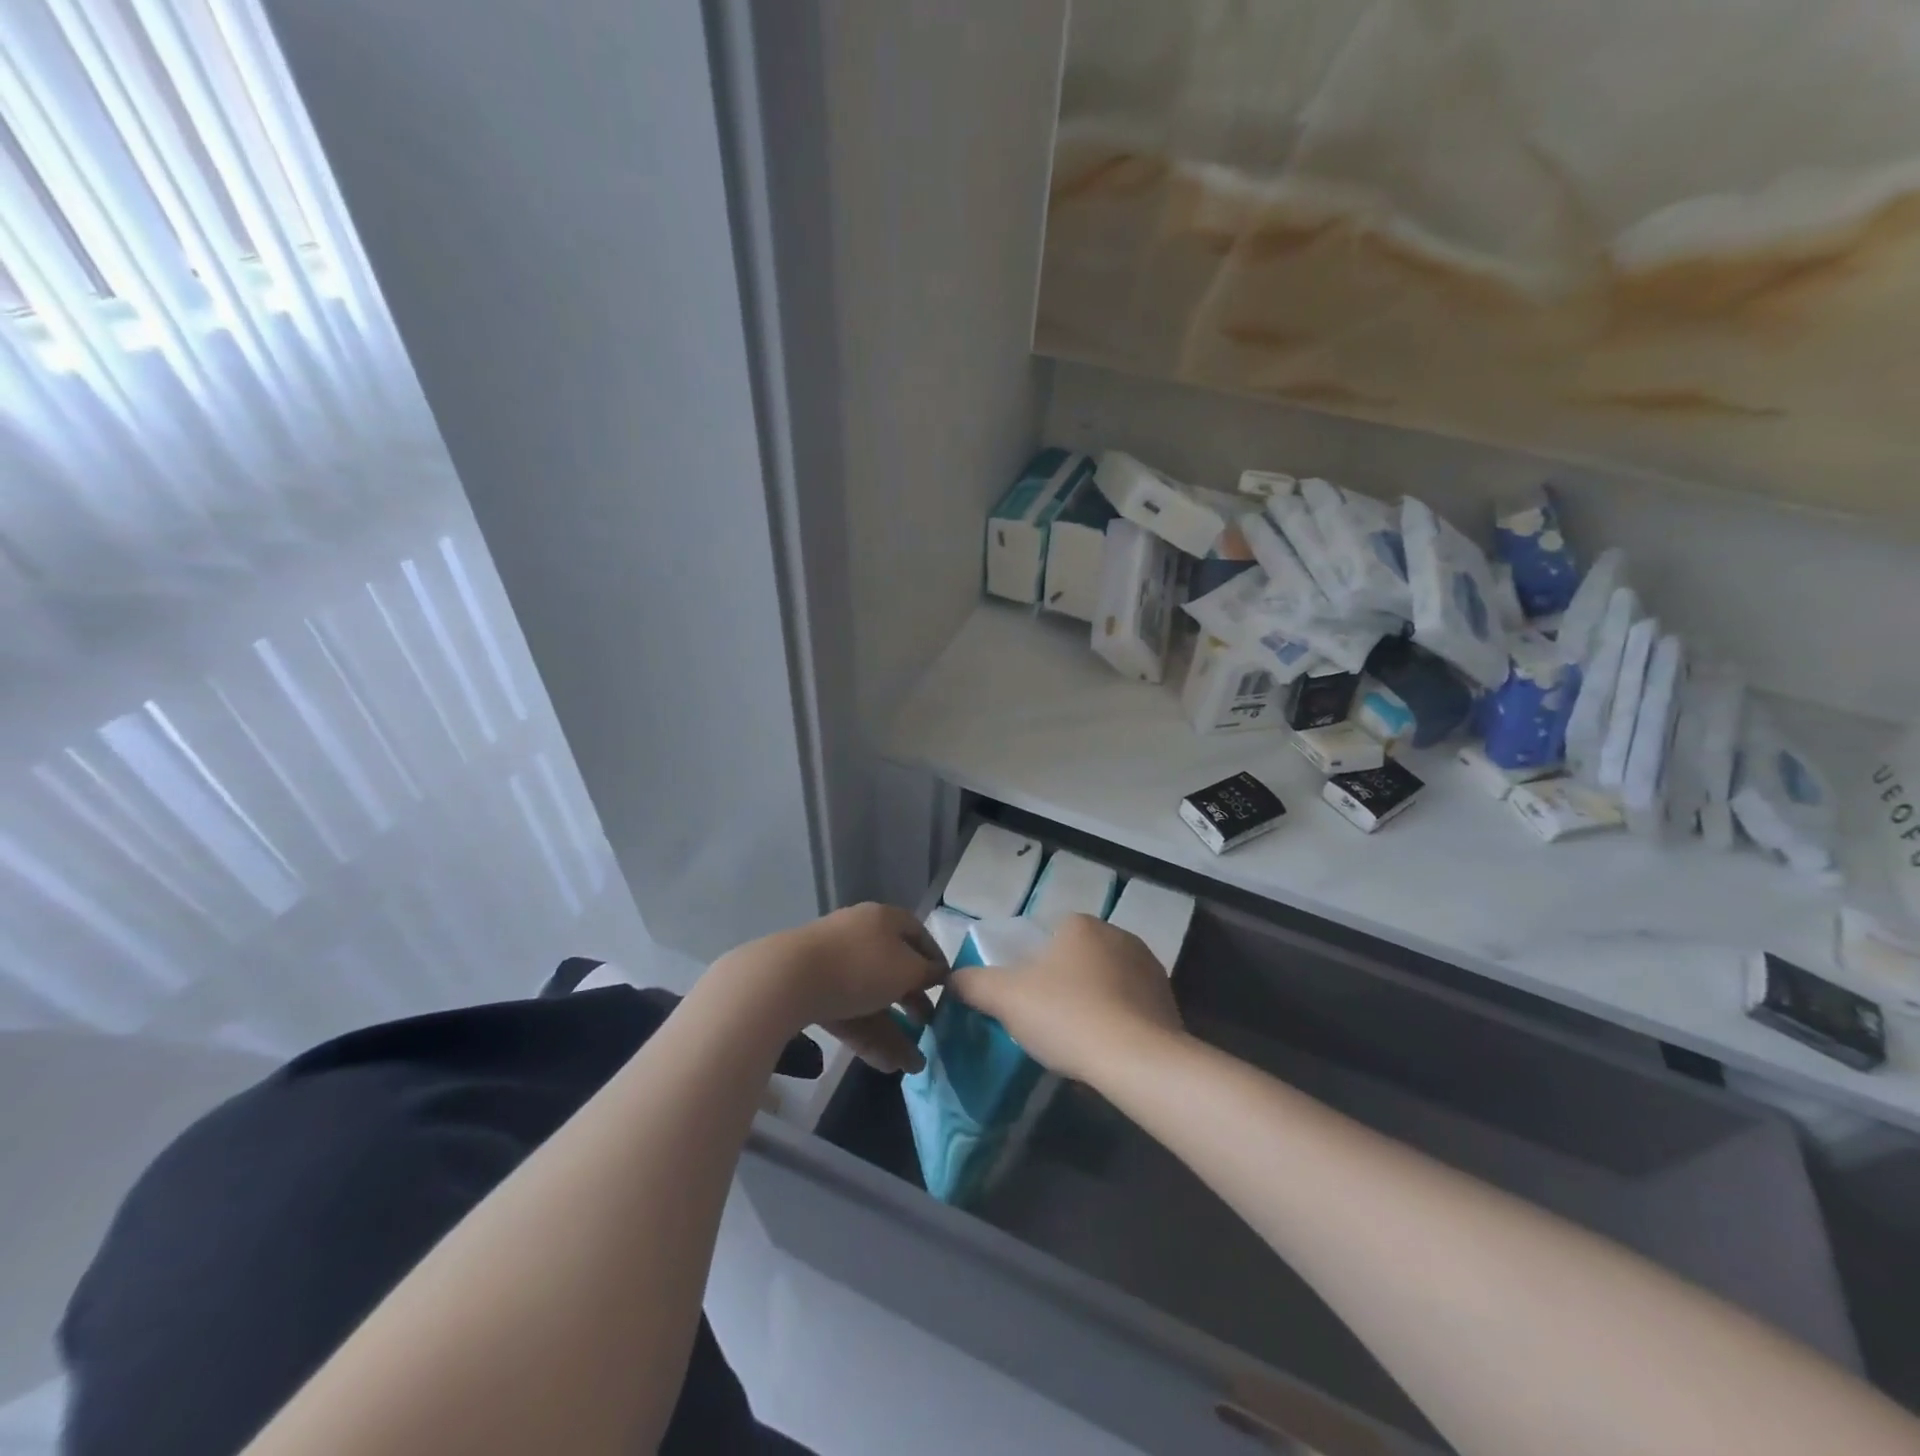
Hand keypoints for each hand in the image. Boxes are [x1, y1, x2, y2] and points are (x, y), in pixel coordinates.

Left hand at [751, 903, 944, 1073]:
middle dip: (913, 1002)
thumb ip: (928, 973)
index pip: (918, 934)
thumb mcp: (907, 971)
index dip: (935, 960)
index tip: (947, 988)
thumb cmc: (860, 967)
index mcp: (884, 919)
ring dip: (894, 1030)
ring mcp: (833, 963)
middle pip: (894, 968)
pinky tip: (886, 1066)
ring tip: (913, 1065)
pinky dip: (868, 1036)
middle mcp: (859, 935)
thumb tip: (939, 973)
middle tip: (929, 1026)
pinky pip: (849, 1012)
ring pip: (871, 997)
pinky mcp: (813, 991)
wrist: (788, 980)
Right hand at [949, 914, 1181, 1084]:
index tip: (1027, 999)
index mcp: (1080, 924)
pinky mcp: (1168, 999)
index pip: (1049, 936)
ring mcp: (1148, 966)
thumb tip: (952, 979)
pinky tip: (1107, 1048)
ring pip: (1107, 981)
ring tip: (1079, 1039)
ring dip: (1094, 1001)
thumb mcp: (1005, 999)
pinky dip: (1119, 1020)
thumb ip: (973, 984)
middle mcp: (1118, 934)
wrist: (1138, 1060)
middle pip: (1078, 958)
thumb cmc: (1066, 1016)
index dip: (1033, 967)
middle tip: (1048, 1021)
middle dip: (1064, 984)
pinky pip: (1132, 1005)